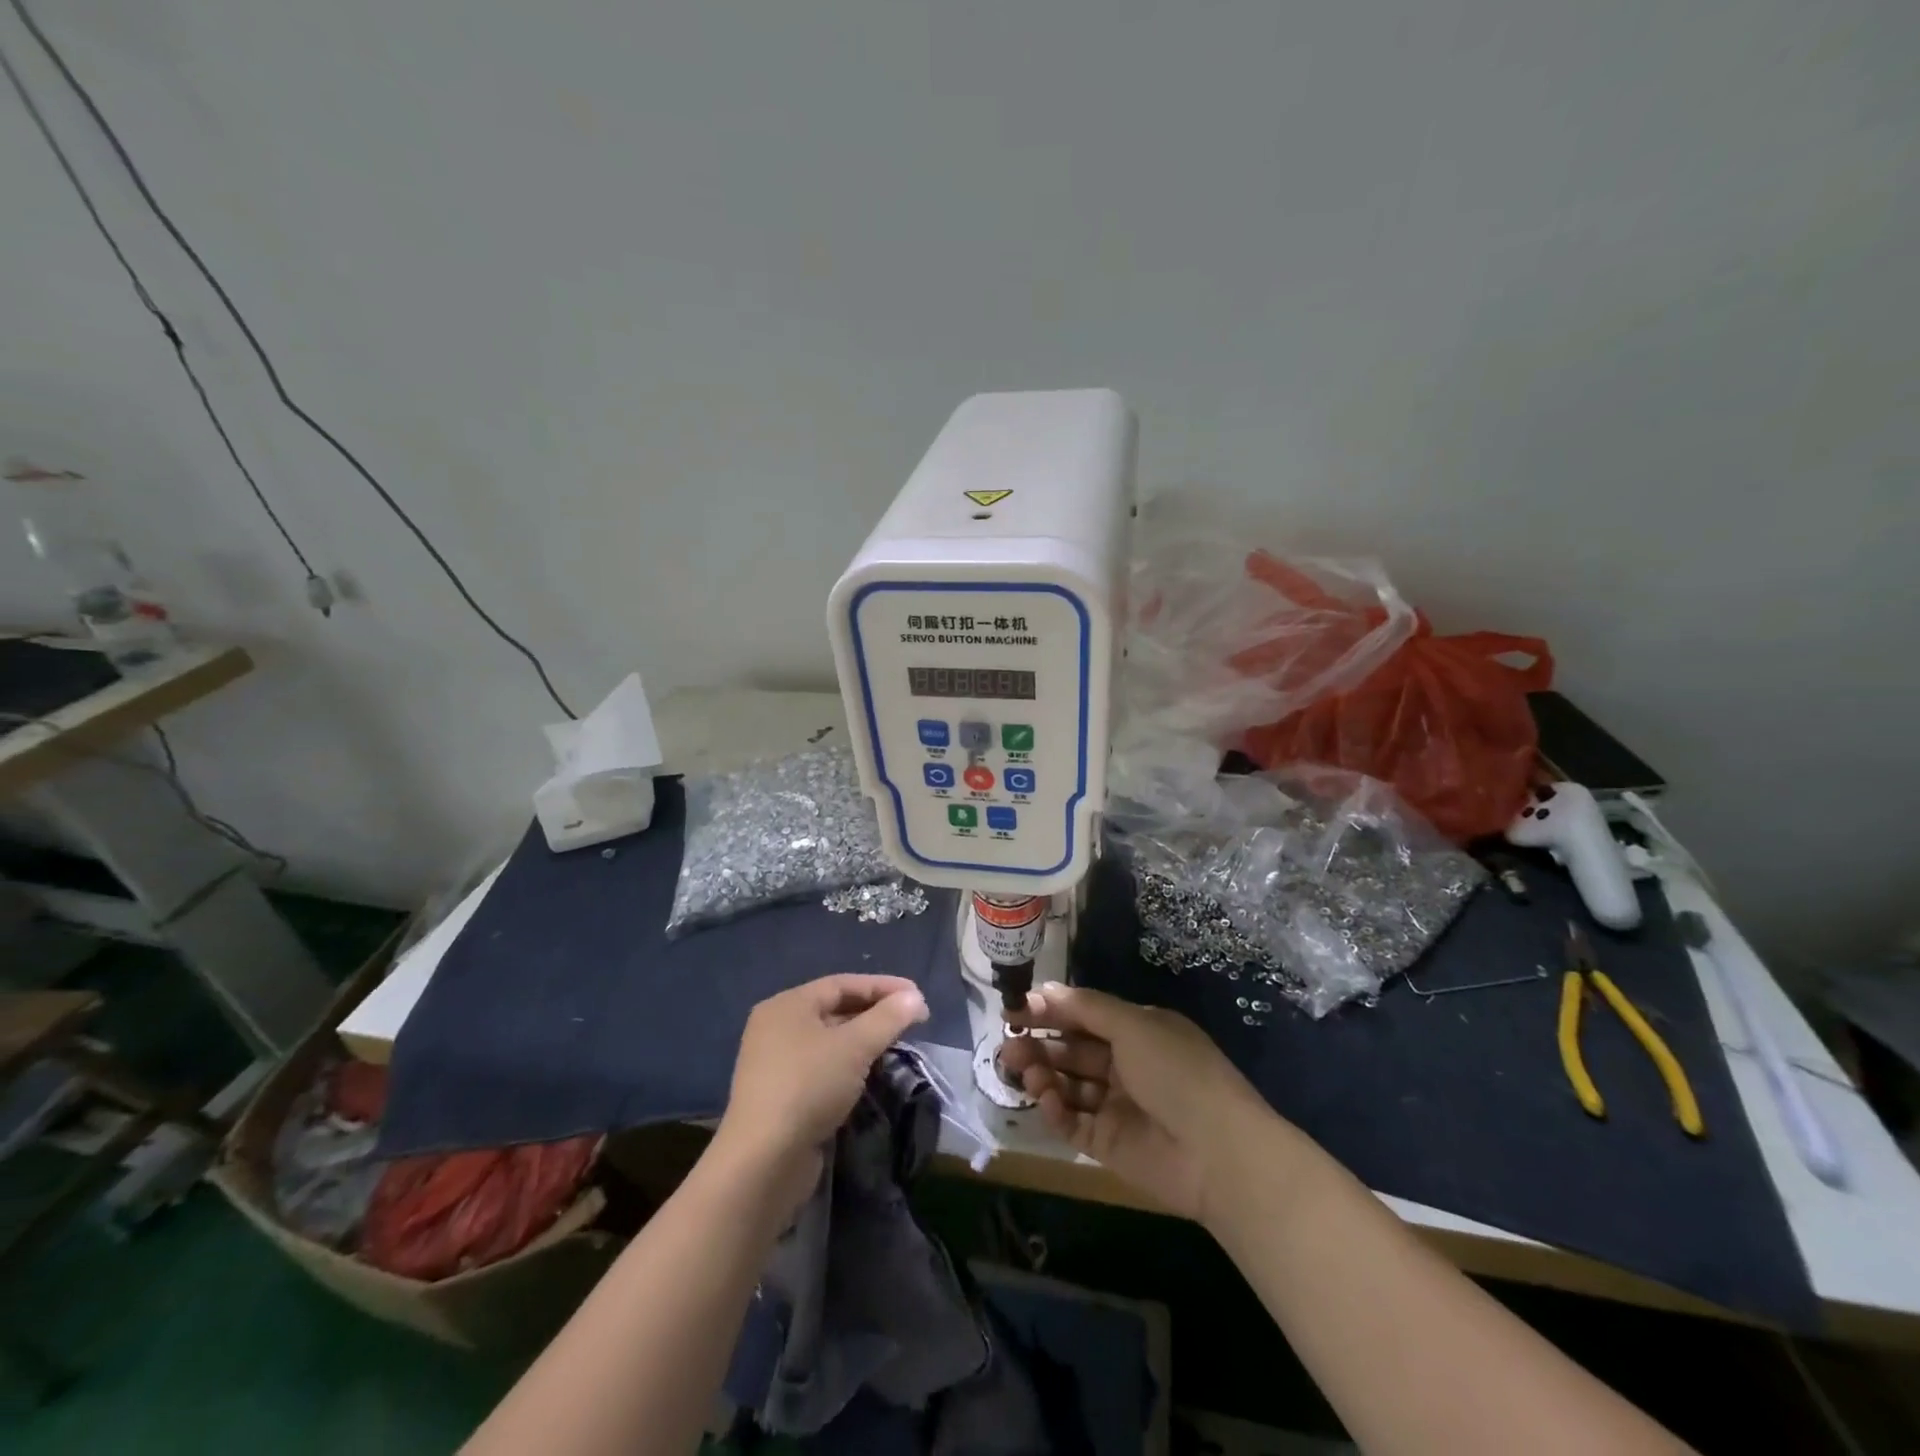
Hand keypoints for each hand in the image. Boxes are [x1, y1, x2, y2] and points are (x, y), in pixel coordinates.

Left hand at [713, 974, 929, 1217]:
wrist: (764, 1162)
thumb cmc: (808, 1087)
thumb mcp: (854, 1047)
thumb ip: (887, 1018)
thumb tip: (914, 998)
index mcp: (788, 1005)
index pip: (842, 984)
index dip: (882, 986)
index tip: (916, 996)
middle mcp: (777, 1027)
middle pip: (834, 1009)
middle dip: (874, 1013)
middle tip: (911, 1021)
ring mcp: (775, 1063)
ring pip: (829, 1041)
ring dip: (863, 1040)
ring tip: (896, 1045)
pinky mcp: (781, 1095)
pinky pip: (822, 1067)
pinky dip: (848, 1065)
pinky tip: (870, 1074)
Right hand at [1002, 982, 1270, 1222]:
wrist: (1217, 1153)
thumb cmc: (1176, 1072)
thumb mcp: (1134, 1025)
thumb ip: (1086, 1007)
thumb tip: (1044, 988)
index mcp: (1138, 1032)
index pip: (1085, 1015)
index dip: (1051, 1010)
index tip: (1014, 1008)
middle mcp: (1126, 1065)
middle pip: (1072, 1050)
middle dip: (1039, 1043)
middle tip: (1008, 1042)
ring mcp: (1116, 1105)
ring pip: (1068, 1084)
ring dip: (1043, 1073)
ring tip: (1022, 1069)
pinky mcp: (1108, 1143)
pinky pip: (1072, 1122)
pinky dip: (1055, 1109)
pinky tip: (1045, 1098)